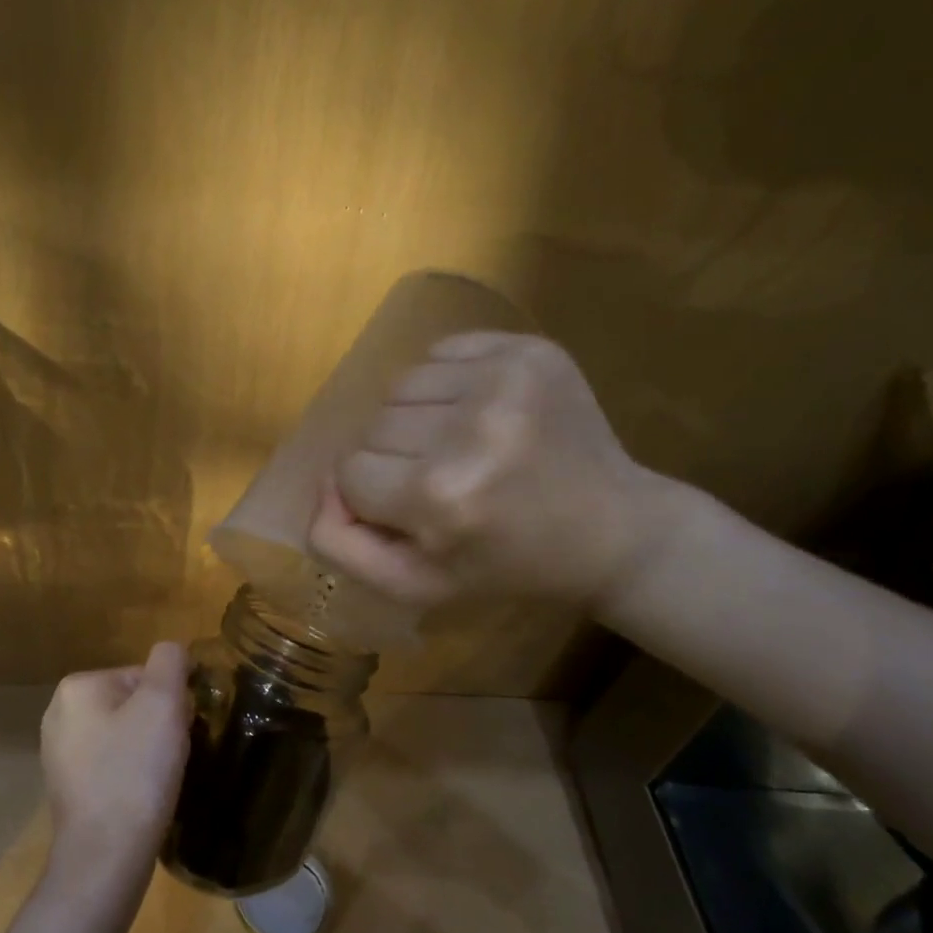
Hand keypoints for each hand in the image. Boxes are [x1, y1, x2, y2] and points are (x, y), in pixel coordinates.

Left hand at [39, 642, 192, 893]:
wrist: (106, 855)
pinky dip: (132, 775)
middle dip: (160, 726)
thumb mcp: (163, 704)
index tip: (181, 732)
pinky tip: (142, 797)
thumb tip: (173, 652)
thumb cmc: (135, 773)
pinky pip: (112, 765)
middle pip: (133, 704)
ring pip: (125, 735)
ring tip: (159, 780)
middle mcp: (59, 714)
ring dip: (149, 751)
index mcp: (77, 687)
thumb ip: (170, 662)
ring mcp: (59, 753)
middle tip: (173, 757)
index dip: (172, 702)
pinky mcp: (67, 787)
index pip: (143, 676)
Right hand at [308, 332, 678, 611]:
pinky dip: (443, 383)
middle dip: (392, 458)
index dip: (372, 496)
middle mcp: (470, 429)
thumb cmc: (504, 566)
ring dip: (414, 418)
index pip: (349, 473)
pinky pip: (439, 353)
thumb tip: (322, 485)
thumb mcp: (413, 584)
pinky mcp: (527, 349)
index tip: (413, 512)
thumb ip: (341, 545)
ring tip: (458, 445)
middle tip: (440, 482)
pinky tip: (478, 414)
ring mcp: (504, 379)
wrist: (610, 529)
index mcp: (440, 497)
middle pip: (372, 427)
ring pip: (400, 387)